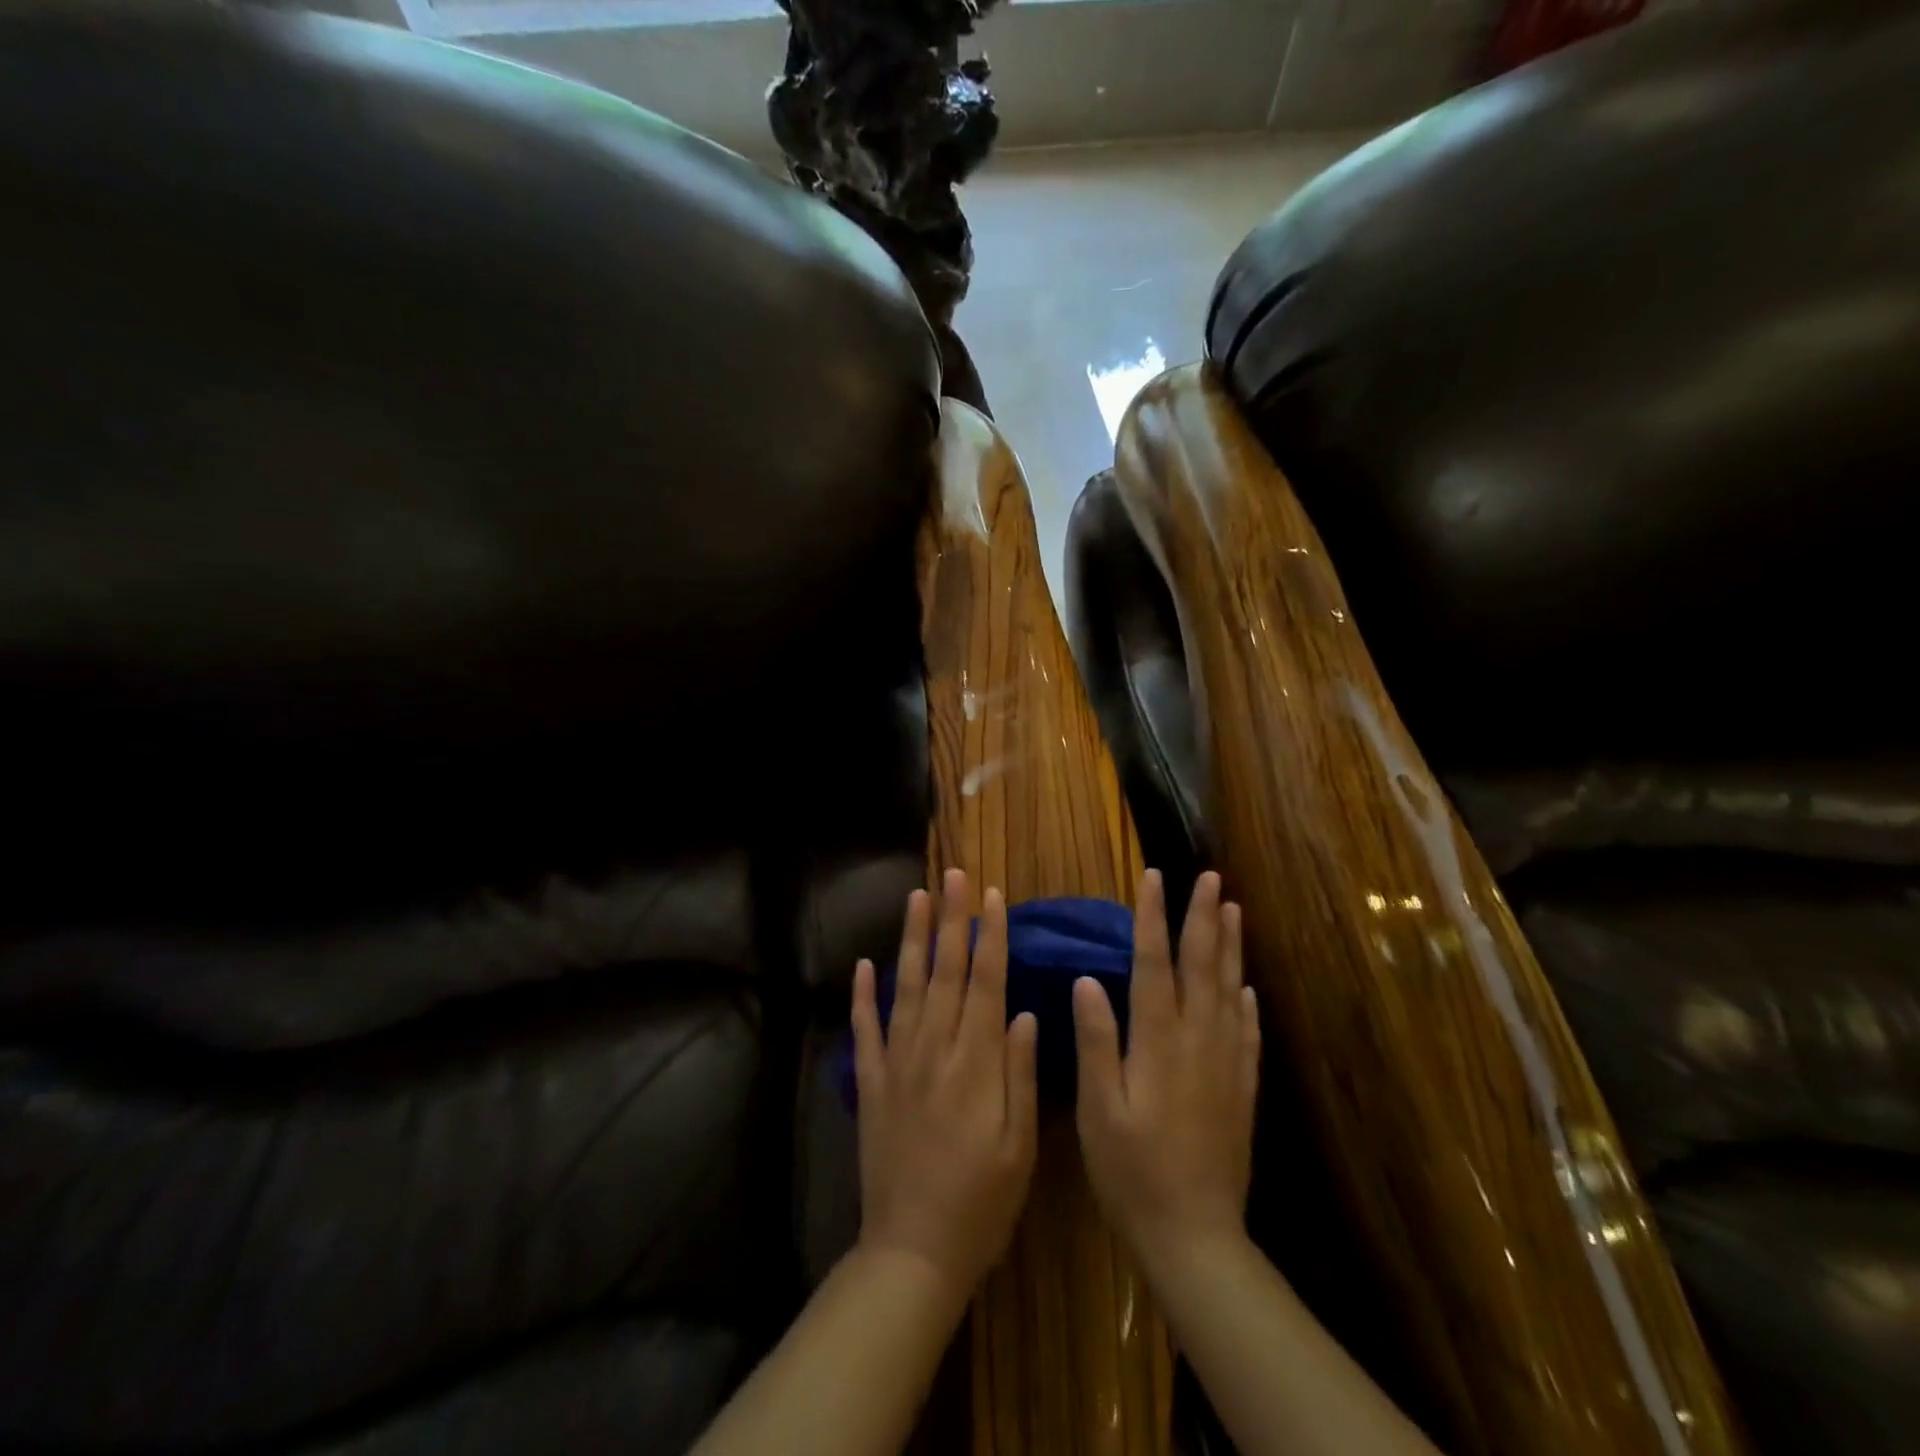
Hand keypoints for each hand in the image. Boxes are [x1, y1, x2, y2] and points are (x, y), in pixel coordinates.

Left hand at [852, 868, 1039, 1298]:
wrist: (913, 1251)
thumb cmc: (982, 1203)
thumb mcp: (1020, 1146)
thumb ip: (1020, 1074)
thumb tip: (1024, 1011)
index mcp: (976, 1061)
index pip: (986, 982)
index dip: (990, 936)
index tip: (991, 896)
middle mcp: (935, 1048)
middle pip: (946, 971)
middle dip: (951, 919)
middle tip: (953, 875)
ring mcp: (897, 1062)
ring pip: (906, 987)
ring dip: (912, 939)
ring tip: (916, 897)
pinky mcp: (870, 1083)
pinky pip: (864, 1030)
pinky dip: (862, 996)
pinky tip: (864, 964)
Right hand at [1073, 870, 1259, 1272]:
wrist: (1195, 1236)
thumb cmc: (1132, 1172)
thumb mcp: (1098, 1109)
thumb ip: (1096, 1041)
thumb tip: (1088, 980)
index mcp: (1158, 1041)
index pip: (1154, 963)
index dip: (1153, 917)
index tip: (1155, 878)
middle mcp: (1197, 1041)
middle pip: (1201, 966)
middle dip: (1203, 917)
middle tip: (1210, 877)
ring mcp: (1225, 1064)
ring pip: (1229, 991)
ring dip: (1230, 947)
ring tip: (1233, 910)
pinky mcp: (1240, 1090)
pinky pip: (1247, 1034)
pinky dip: (1246, 1002)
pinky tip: (1246, 987)